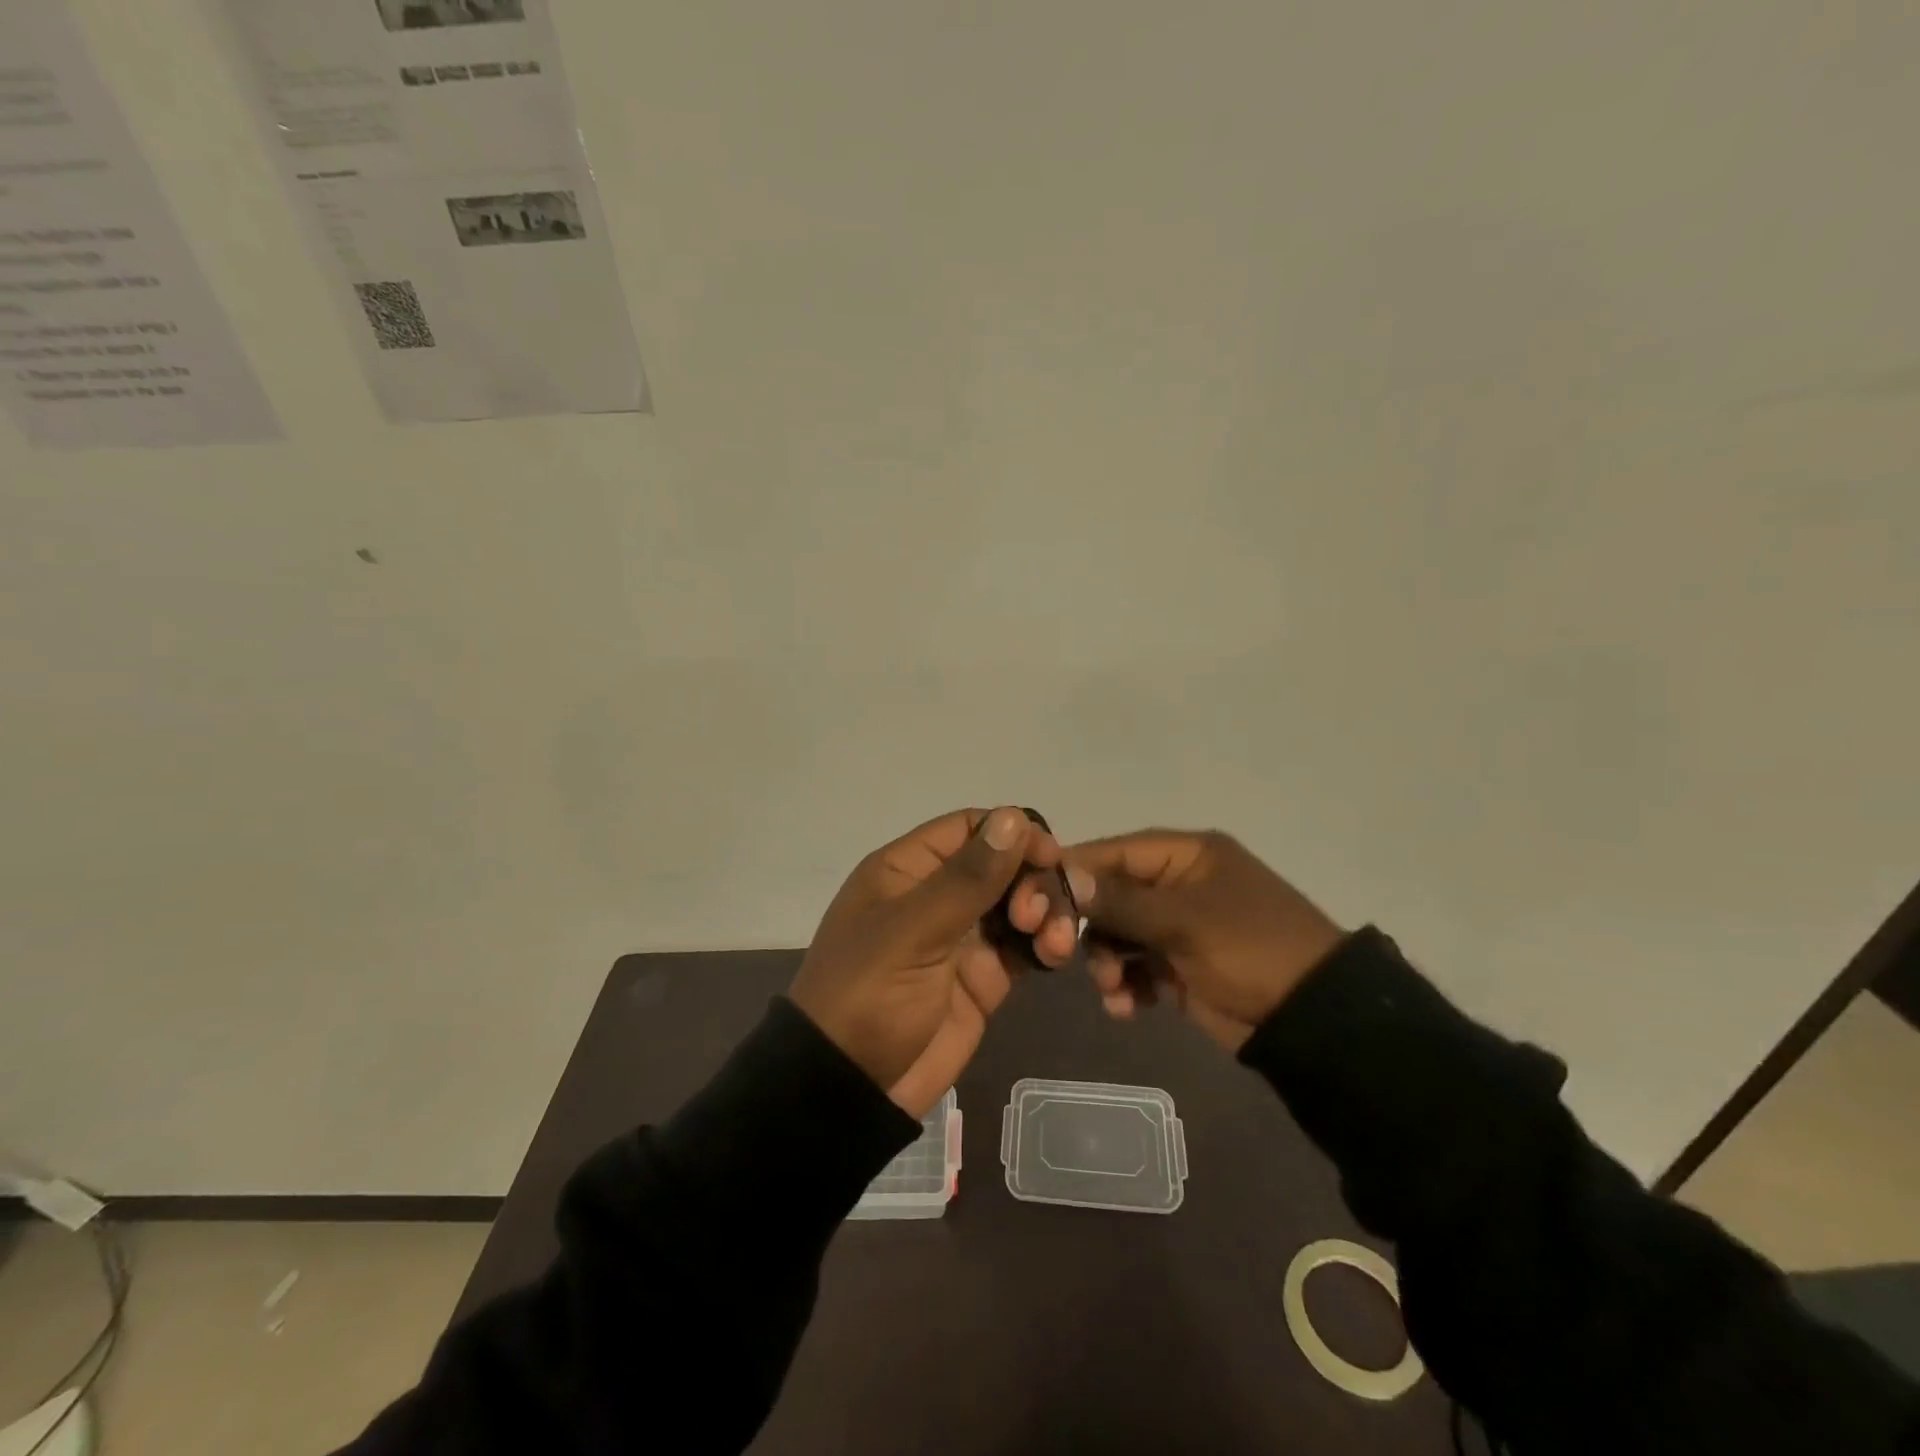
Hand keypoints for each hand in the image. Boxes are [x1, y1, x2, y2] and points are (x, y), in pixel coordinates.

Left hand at [790, 807, 1084, 1116]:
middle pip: (1002, 864)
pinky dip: (1045, 945)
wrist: (851, 1088)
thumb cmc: (868, 995)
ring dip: (1047, 913)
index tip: (1049, 853)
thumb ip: (967, 878)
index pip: (969, 828)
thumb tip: (1012, 816)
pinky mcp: (985, 977)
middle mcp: (939, 895)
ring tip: (1053, 943)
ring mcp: (964, 937)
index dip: (1011, 833)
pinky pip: (1025, 946)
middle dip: (1032, 880)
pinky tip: (1054, 956)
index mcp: (908, 870)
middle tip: (1036, 916)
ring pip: (1020, 904)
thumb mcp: (912, 931)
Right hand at [1065, 830, 1345, 1051]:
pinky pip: (1137, 967)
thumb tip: (1063, 874)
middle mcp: (1178, 884)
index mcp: (1185, 856)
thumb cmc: (1250, 949)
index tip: (1035, 898)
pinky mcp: (1181, 966)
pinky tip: (1126, 1007)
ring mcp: (1178, 926)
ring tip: (1114, 989)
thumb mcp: (1184, 921)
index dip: (1074, 872)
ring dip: (1107, 962)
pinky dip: (1127, 986)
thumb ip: (1120, 901)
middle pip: (1110, 895)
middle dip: (1090, 927)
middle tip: (1065, 954)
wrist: (1313, 1020)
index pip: (1114, 852)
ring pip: (1118, 935)